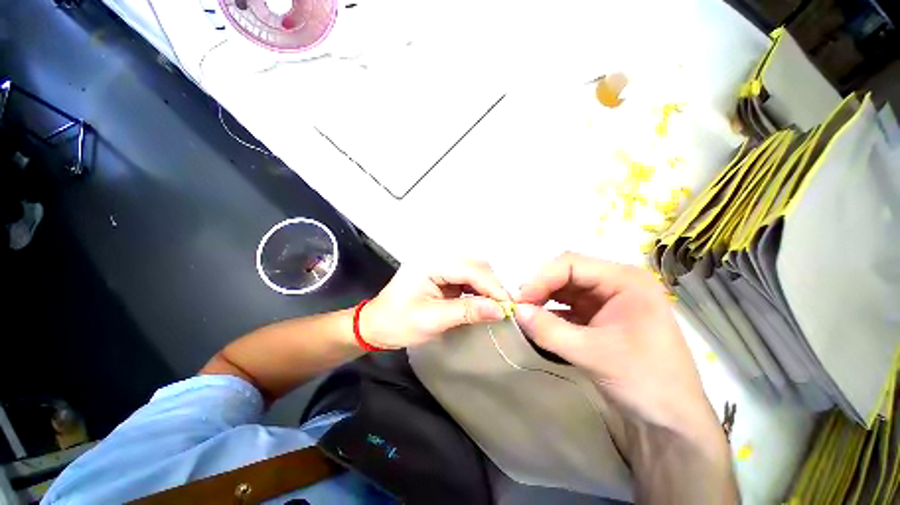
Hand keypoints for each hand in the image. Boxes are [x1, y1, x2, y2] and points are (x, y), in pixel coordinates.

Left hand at [361, 260, 510, 348]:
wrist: (375, 326)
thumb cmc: (398, 323)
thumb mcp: (432, 320)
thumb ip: (467, 312)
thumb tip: (499, 310)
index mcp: (430, 264)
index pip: (470, 269)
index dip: (491, 286)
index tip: (508, 307)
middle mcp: (436, 258)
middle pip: (474, 265)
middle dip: (492, 285)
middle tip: (504, 308)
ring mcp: (439, 265)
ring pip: (473, 270)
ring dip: (486, 287)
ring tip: (497, 306)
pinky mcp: (441, 275)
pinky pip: (466, 278)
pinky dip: (477, 289)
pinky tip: (483, 302)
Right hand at [514, 252, 718, 437]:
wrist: (672, 422)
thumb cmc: (644, 381)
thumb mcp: (593, 354)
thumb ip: (549, 330)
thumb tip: (516, 311)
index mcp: (624, 280)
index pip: (571, 264)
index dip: (541, 279)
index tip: (520, 301)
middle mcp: (615, 284)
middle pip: (566, 274)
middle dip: (540, 289)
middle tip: (520, 308)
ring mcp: (606, 301)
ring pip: (564, 290)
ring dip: (543, 301)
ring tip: (525, 316)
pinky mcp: (598, 317)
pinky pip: (567, 308)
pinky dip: (550, 314)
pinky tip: (538, 325)